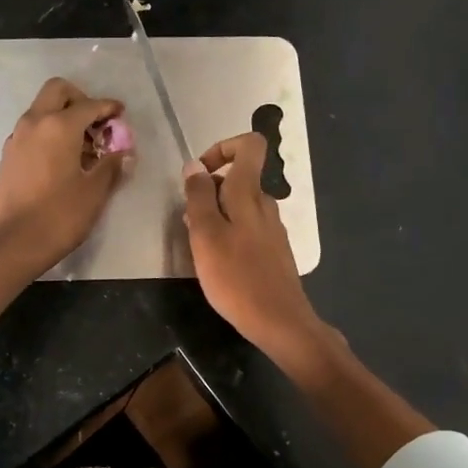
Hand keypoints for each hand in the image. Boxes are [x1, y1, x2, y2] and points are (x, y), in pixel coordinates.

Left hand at [0, 78, 133, 274]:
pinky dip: (50, 134)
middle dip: (80, 100)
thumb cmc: (58, 216)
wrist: (10, 245)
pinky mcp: (8, 157)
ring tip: (84, 148)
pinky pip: (33, 131)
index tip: (121, 114)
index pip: (89, 104)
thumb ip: (111, 166)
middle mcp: (34, 123)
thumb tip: (124, 152)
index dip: (108, 108)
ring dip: (63, 117)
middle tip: (97, 124)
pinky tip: (63, 161)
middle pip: (58, 92)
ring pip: (42, 110)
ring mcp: (16, 139)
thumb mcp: (94, 192)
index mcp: (58, 126)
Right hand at [183, 133, 323, 361]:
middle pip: (239, 177)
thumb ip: (198, 197)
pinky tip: (217, 261)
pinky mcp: (273, 249)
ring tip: (198, 245)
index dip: (222, 148)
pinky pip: (247, 226)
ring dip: (215, 214)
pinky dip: (228, 232)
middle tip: (188, 220)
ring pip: (240, 205)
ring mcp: (272, 227)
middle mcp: (265, 204)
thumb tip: (194, 165)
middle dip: (208, 190)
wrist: (279, 321)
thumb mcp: (206, 235)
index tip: (200, 174)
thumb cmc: (236, 278)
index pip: (250, 145)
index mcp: (249, 194)